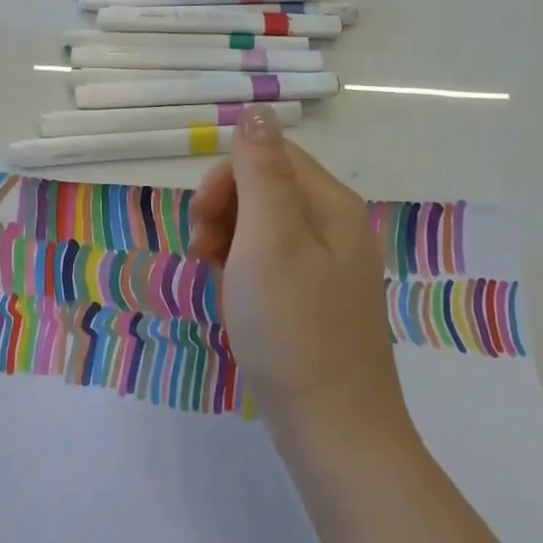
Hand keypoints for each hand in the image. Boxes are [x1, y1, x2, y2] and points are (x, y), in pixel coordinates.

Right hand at [189, 107, 414, 449]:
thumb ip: (261, 170)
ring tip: (216, 281)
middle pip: (267, 189)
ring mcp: (331, 269)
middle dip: (225, 212)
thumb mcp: (269, 238)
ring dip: (229, 243)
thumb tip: (256, 111)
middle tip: (205, 255)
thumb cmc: (292, 328)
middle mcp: (337, 228)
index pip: (269, 155)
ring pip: (265, 228)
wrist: (334, 431)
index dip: (226, 181)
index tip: (204, 225)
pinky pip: (273, 264)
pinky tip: (237, 302)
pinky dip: (246, 273)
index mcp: (331, 205)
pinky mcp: (319, 302)